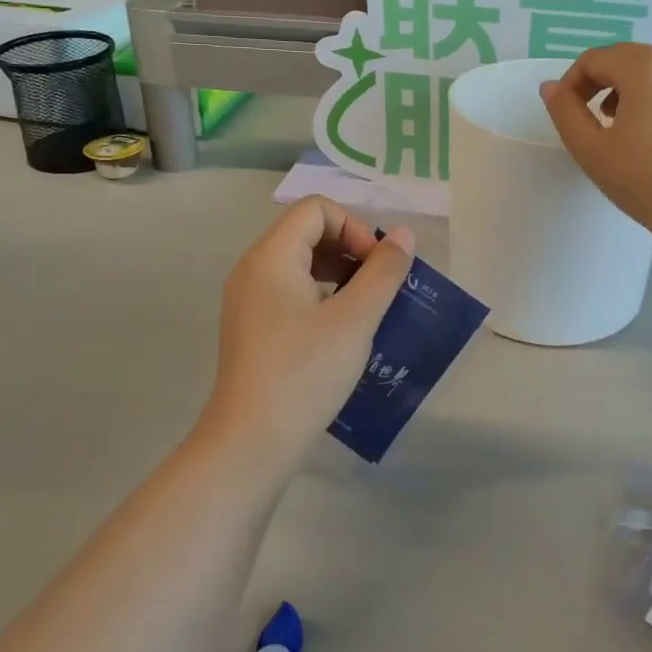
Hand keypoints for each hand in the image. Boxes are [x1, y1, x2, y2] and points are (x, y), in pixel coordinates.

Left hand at [205, 198, 414, 454]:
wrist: (251, 442)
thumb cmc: (305, 372)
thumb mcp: (355, 319)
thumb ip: (383, 271)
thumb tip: (403, 235)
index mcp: (271, 256)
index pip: (316, 209)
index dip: (354, 227)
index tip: (377, 266)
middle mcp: (252, 269)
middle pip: (306, 232)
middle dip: (350, 249)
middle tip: (379, 286)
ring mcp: (248, 300)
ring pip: (300, 263)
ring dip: (339, 273)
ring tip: (366, 307)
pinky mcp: (252, 328)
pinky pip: (290, 291)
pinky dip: (322, 295)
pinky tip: (342, 329)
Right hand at [540, 41, 651, 256]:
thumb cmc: (647, 182)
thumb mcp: (591, 150)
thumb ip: (564, 112)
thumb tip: (551, 87)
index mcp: (644, 67)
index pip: (594, 59)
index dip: (571, 83)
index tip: (566, 114)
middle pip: (626, 57)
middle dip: (601, 81)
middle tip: (591, 119)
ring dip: (631, 85)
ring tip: (623, 124)